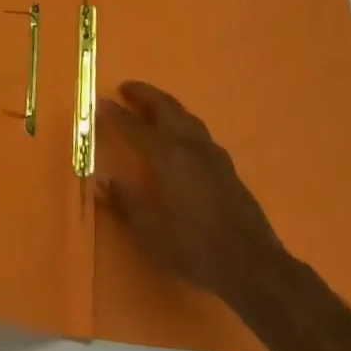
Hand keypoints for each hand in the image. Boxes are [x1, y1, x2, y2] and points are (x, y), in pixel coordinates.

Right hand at [99, 80, 287, 310]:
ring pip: (185, 115)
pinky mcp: (226, 164)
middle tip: (126, 88)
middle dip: (144, 93)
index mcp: (166, 156)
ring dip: (166, 104)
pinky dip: (183, 122)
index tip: (100, 100)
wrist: (250, 262)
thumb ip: (124, 201)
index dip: (115, 113)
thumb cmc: (193, 246)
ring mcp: (211, 152)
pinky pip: (199, 131)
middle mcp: (188, 145)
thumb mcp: (150, 230)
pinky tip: (183, 135)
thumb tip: (104, 180)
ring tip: (152, 105)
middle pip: (165, 107)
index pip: (134, 126)